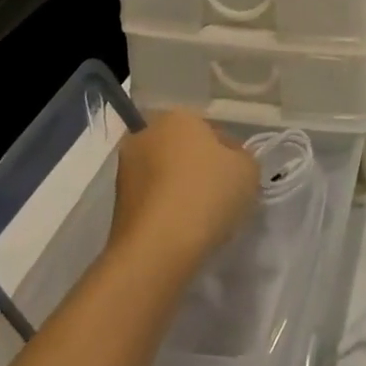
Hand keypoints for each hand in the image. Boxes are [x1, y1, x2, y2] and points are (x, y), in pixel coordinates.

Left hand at [110, 110, 258, 272]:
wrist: (157, 249)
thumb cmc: (206, 195)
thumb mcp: (247, 170)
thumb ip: (243, 159)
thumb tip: (230, 162)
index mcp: (176, 116)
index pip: (211, 130)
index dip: (229, 154)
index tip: (238, 178)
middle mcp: (146, 134)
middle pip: (184, 149)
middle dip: (200, 168)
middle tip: (222, 196)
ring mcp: (126, 168)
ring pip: (166, 174)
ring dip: (182, 189)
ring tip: (202, 219)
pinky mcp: (117, 202)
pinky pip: (153, 199)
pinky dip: (167, 209)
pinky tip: (183, 231)